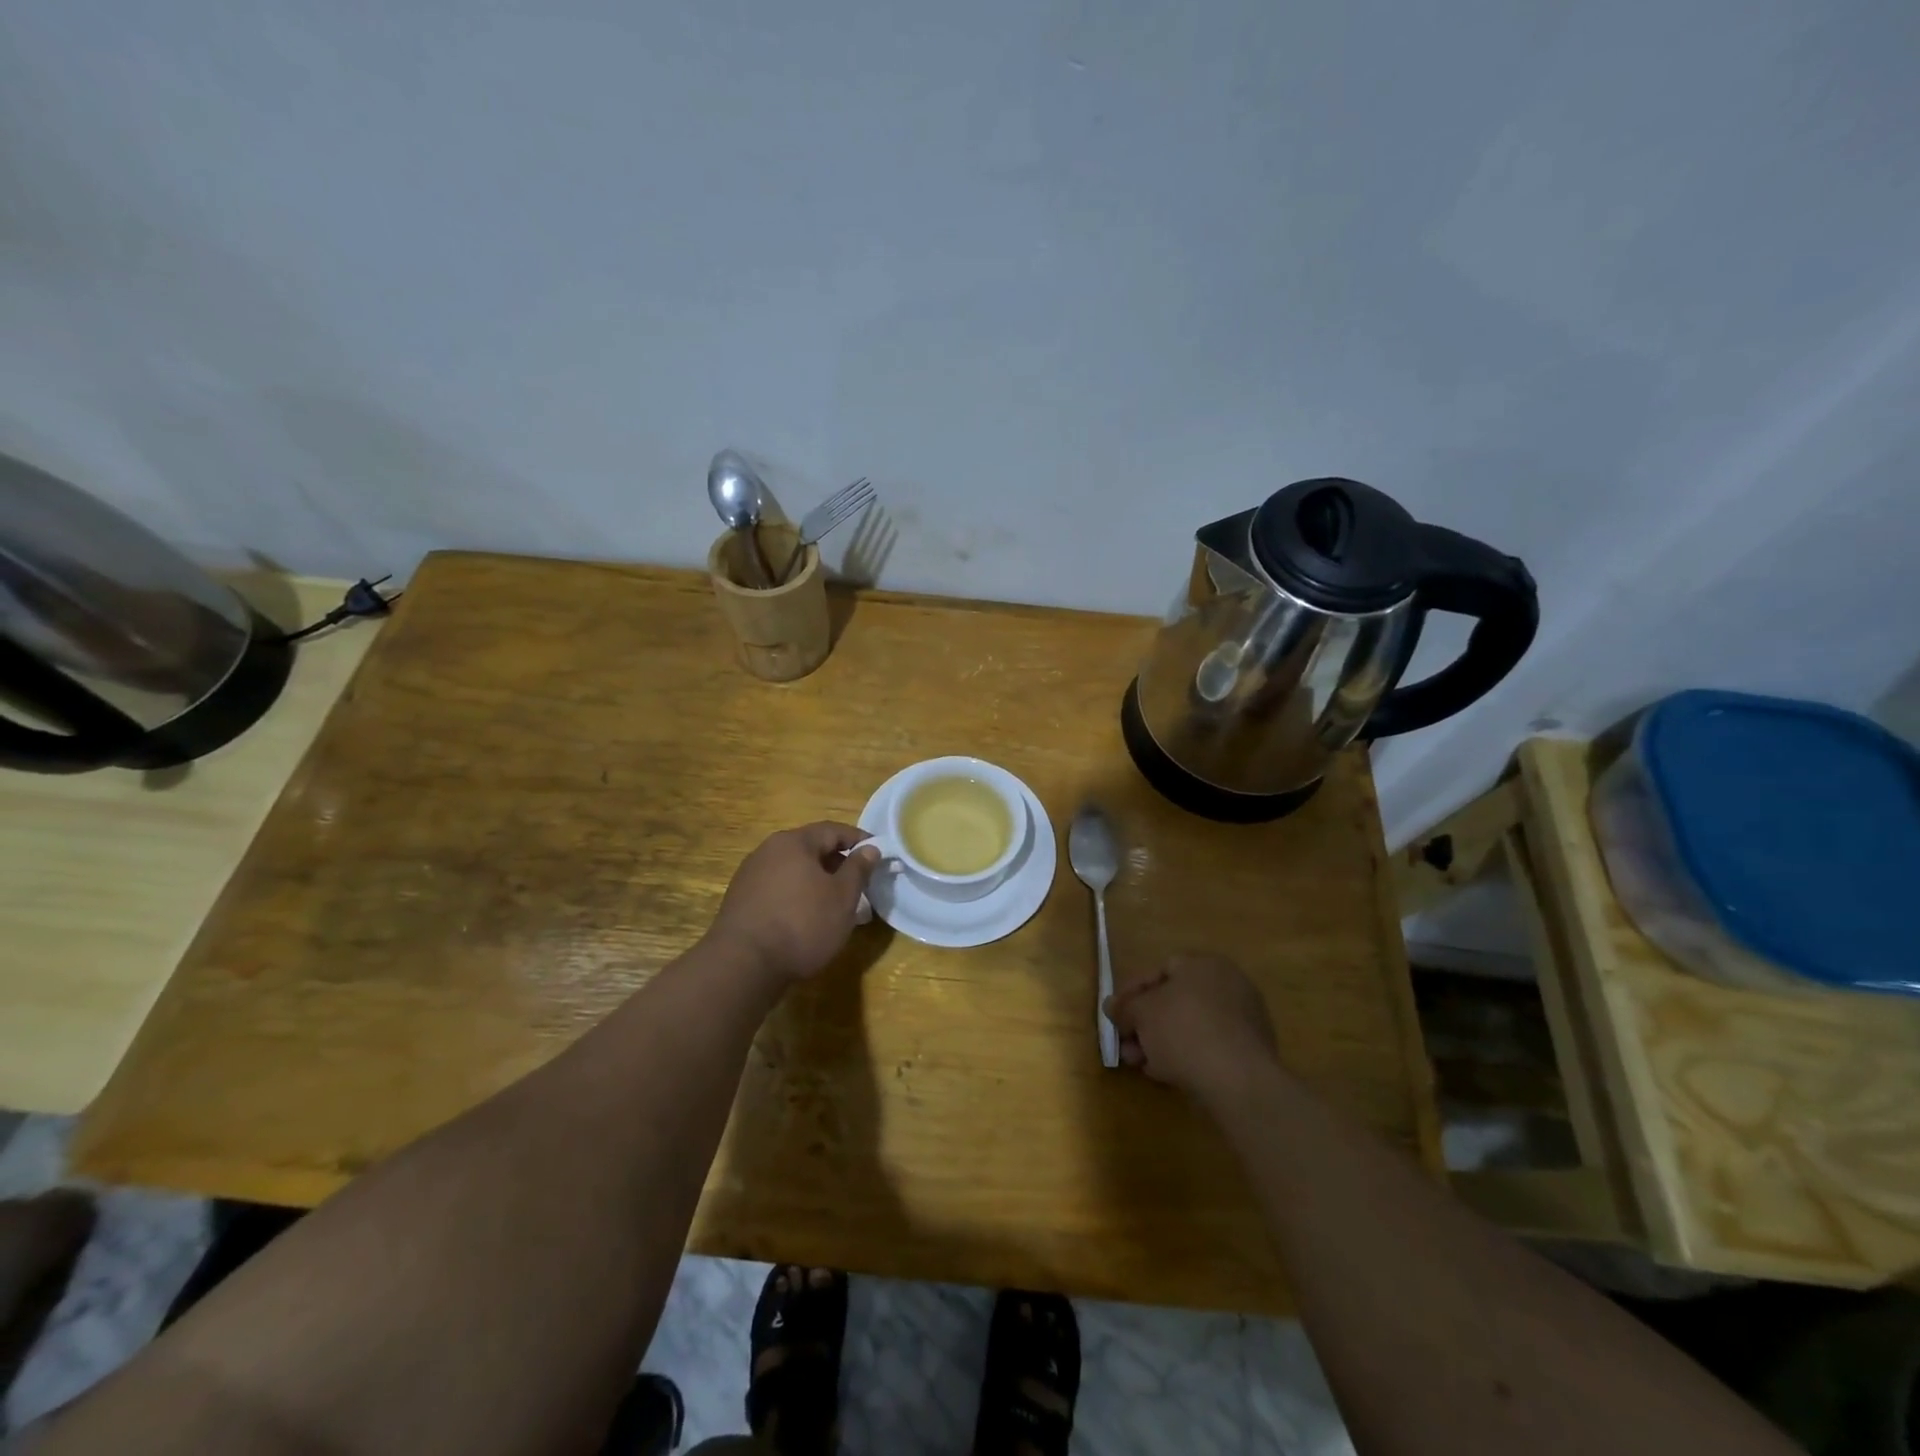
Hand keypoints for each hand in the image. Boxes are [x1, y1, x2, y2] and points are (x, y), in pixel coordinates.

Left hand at [708, 823, 880, 984]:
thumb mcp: (842, 897)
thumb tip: (870, 848)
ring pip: (793, 869)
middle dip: (837, 862)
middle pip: (810, 848)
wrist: (743, 965)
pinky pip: (777, 888)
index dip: (859, 840)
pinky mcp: (740, 900)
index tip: (878, 854)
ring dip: (816, 880)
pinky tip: (804, 918)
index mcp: (794, 842)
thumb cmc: (802, 924)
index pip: (833, 830)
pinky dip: (796, 895)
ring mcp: (750, 875)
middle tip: (858, 883)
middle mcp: (768, 850)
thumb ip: (858, 869)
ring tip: (833, 904)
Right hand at [1105, 954, 1279, 1106]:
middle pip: (1174, 1001)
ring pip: (1189, 1026)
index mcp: (1204, 964)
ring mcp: (1243, 1019)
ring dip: (1160, 1042)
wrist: (1238, 1081)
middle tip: (1126, 1045)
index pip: (1159, 970)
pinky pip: (1208, 1047)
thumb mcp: (1141, 1013)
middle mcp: (1227, 984)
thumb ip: (1124, 1007)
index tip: (1116, 1015)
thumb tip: (1111, 1006)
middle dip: (1145, 1023)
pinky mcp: (1250, 1052)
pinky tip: (1166, 1074)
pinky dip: (1185, 1056)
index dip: (1132, 993)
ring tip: (1140, 1064)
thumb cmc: (1184, 1031)